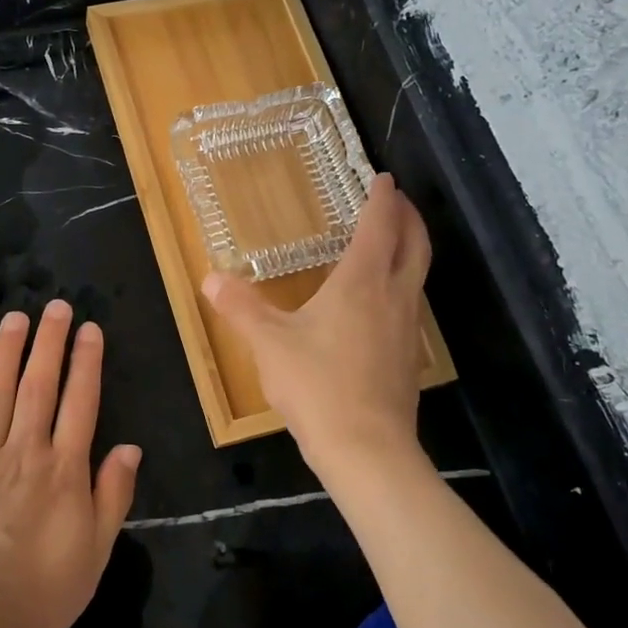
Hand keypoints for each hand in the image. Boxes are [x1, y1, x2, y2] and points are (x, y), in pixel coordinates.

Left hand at [0, 300, 141, 627]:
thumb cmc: (42, 590)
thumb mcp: (95, 551)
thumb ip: (112, 495)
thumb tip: (129, 449)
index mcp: (63, 469)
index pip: (80, 402)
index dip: (86, 362)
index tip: (90, 329)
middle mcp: (24, 452)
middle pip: (38, 386)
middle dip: (49, 343)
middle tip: (55, 306)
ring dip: (5, 354)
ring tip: (14, 319)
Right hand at [202, 174, 430, 480]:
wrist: (366, 449)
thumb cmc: (317, 385)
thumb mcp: (269, 343)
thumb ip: (241, 307)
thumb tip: (210, 278)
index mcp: (361, 282)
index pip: (379, 226)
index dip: (383, 199)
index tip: (384, 178)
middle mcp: (393, 296)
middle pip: (414, 244)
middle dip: (408, 217)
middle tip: (397, 200)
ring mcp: (407, 328)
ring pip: (417, 274)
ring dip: (410, 249)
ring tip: (391, 242)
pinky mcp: (408, 357)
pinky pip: (410, 304)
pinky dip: (402, 284)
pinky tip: (380, 302)